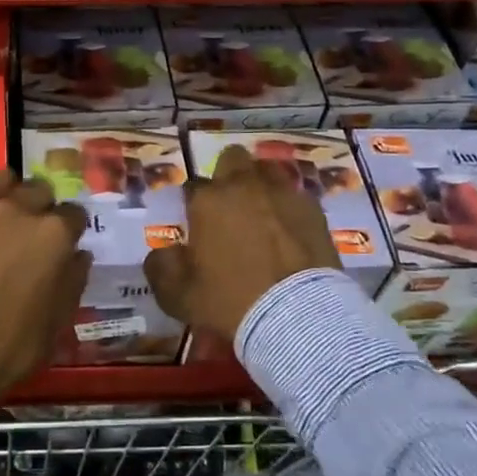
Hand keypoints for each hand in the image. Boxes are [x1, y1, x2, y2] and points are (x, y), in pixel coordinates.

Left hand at [0, 171, 91, 403]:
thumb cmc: (8, 348)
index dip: (72, 230)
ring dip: (10, 195)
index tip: (65, 246)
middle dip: (43, 208)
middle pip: (39, 190)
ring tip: (3, 221)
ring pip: (3, 181)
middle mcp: (18, 210)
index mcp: (53, 235)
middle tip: (33, 235)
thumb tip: (78, 255)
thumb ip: (72, 281)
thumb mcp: (56, 324)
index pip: (75, 214)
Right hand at [144, 144, 339, 344]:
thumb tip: (163, 253)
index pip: (192, 186)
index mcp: (208, 201)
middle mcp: (244, 186)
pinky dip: (288, 208)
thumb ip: (162, 267)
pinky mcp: (314, 209)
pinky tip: (290, 232)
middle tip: (229, 207)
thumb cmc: (230, 302)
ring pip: (267, 170)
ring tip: (262, 213)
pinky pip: (296, 196)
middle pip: (232, 159)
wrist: (298, 315)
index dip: (192, 203)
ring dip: (260, 185)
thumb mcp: (178, 295)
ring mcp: (282, 193)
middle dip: (228, 176)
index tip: (196, 223)